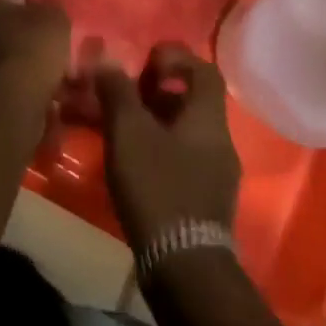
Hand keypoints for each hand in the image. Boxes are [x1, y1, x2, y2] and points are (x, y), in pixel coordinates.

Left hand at [0, 0, 70, 98]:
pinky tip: (19, 92)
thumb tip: (40, 16)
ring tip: (30, 72)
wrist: (5, 105)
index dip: (12, 0)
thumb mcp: (51, 15)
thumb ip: (42, 9)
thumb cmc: (26, 45)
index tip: (31, 15)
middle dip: (1, 31)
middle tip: (31, 44)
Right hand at [93, 43, 241, 247]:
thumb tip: (106, 57)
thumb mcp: (129, 132)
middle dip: (156, 93)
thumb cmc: (158, 187)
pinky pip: (182, 160)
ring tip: (118, 129)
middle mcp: (220, 141)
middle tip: (124, 96)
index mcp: (208, 118)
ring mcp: (217, 175)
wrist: (185, 268)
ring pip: (184, 133)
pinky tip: (131, 164)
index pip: (204, 70)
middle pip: (192, 102)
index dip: (176, 58)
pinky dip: (158, 151)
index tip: (146, 62)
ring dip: (154, 123)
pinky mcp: (205, 203)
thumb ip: (117, 91)